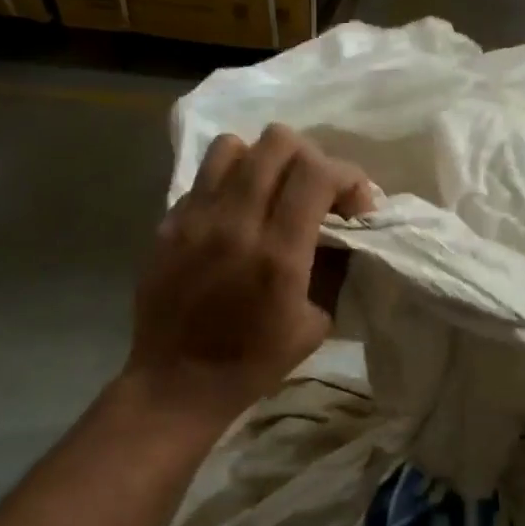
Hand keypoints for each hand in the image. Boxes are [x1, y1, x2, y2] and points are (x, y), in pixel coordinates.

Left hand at [127, 124, 374, 432]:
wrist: (177, 382)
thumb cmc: (255, 361)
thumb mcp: (316, 322)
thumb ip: (333, 267)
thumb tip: (345, 232)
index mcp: (278, 253)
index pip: (318, 172)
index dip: (349, 177)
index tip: (356, 205)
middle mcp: (235, 223)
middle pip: (278, 143)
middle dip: (312, 159)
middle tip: (317, 192)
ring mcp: (195, 218)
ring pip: (235, 146)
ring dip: (265, 162)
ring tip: (273, 193)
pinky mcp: (168, 223)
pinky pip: (205, 177)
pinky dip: (231, 183)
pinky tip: (236, 215)